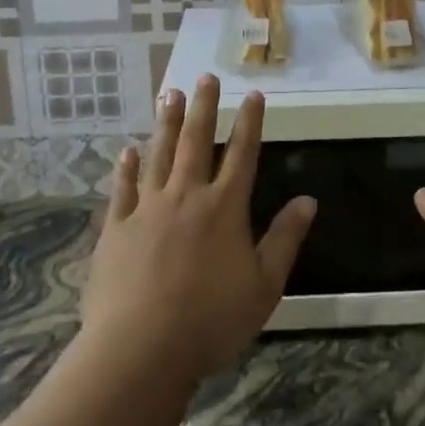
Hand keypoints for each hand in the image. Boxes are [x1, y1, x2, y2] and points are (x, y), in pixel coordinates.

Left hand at [81, 75, 316, 385]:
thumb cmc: (211, 320)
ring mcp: (147, 209)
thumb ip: (285, 239)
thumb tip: (308, 200)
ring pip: (159, 155)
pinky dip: (126, 168)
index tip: (254, 95)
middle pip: (197, 142)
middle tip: (207, 76)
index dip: (251, 122)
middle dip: (205, 108)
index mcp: (224, 208)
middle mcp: (186, 196)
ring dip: (167, 123)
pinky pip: (123, 189)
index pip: (243, 154)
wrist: (140, 349)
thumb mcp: (264, 285)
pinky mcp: (116, 228)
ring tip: (170, 94)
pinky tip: (127, 151)